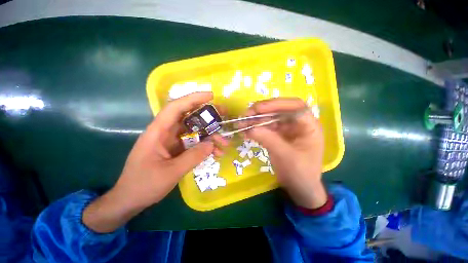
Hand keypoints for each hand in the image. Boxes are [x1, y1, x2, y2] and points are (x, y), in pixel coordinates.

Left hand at [83, 92, 226, 232]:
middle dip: (207, 115)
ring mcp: (173, 141)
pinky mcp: (177, 149)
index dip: (193, 99)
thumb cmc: (144, 185)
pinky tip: (215, 153)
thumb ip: (193, 157)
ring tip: (224, 143)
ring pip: (194, 131)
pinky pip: (194, 143)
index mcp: (158, 132)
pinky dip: (205, 146)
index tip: (211, 96)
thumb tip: (212, 144)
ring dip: (210, 135)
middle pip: (189, 117)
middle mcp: (166, 132)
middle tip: (224, 116)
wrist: (130, 199)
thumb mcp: (170, 172)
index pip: (176, 107)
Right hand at [244, 98, 326, 208]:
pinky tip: (246, 131)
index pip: (295, 106)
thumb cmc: (300, 173)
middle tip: (246, 115)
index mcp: (309, 126)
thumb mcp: (285, 156)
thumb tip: (249, 128)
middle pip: (280, 110)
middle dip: (262, 111)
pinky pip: (266, 127)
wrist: (299, 188)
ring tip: (242, 123)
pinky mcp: (278, 135)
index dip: (276, 104)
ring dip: (256, 119)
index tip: (258, 109)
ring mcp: (287, 129)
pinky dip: (256, 128)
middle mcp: (298, 124)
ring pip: (271, 118)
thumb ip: (268, 139)